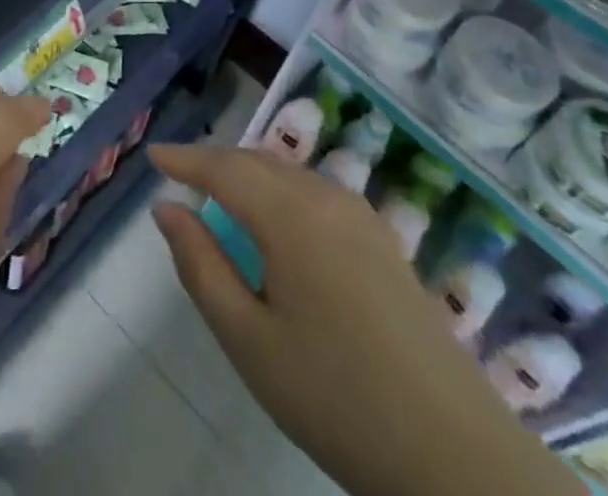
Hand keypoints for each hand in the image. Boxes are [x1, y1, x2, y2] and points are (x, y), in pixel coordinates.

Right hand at [149, 143, 576, 495]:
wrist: (454, 453)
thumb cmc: (335, 396)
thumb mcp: (249, 340)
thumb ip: (200, 266)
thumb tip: (166, 210)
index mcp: (289, 214)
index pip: (223, 168)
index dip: (185, 158)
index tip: (153, 154)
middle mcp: (325, 197)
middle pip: (257, 161)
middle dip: (215, 162)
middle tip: (180, 175)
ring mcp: (361, 215)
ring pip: (289, 173)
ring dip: (249, 173)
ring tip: (221, 194)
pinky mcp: (383, 239)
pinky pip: (316, 192)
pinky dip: (281, 189)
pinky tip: (277, 221)